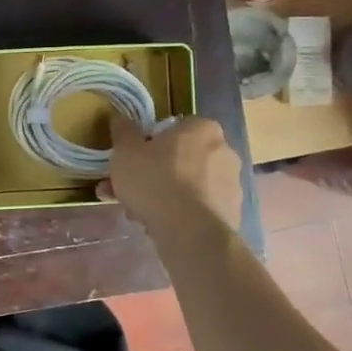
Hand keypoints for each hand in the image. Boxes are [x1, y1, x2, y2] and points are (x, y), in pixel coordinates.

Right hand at [101, 115, 244, 234]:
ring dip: (166, 194)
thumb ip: (123, 132)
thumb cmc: (156, 181)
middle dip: (155, 172)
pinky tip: (158, 226)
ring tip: (137, 212)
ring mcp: (231, 184)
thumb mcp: (126, 152)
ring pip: (189, 185)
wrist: (190, 232)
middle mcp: (224, 151)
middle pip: (181, 158)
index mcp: (202, 128)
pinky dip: (181, 213)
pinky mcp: (232, 213)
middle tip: (129, 188)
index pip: (173, 128)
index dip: (149, 143)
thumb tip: (120, 118)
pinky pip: (199, 207)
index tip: (132, 160)